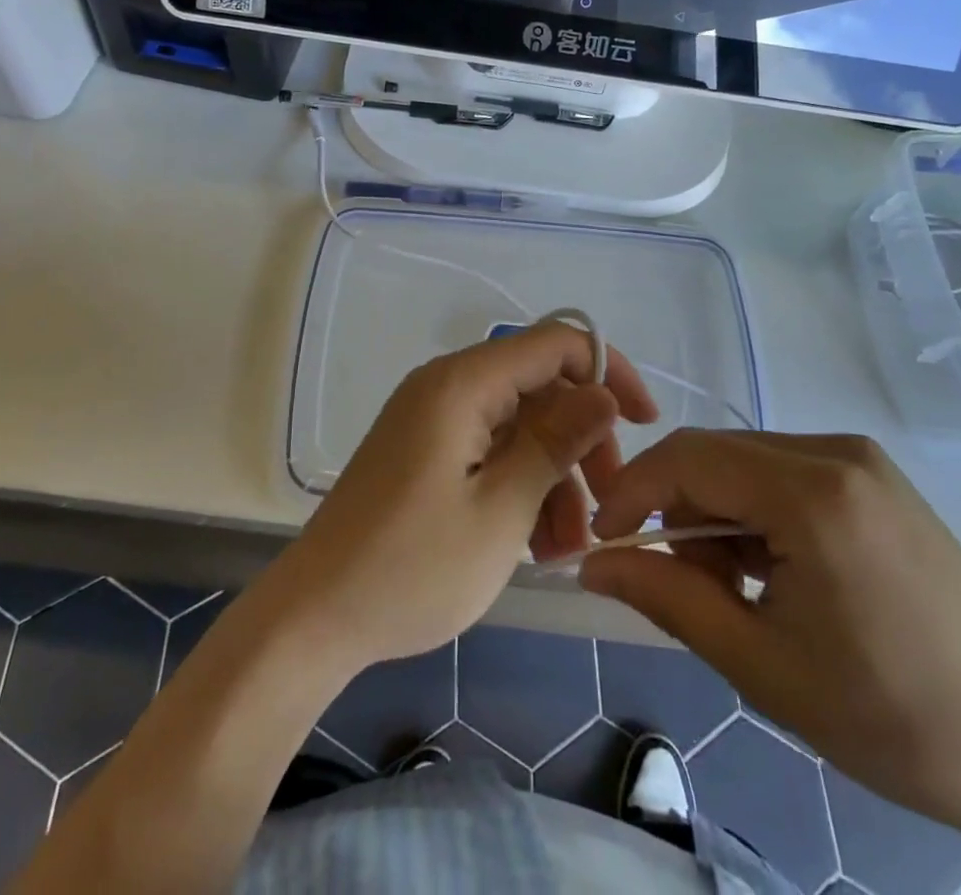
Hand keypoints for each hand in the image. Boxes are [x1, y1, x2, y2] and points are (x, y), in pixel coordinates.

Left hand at [263, 321, 658, 673]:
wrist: (315, 617)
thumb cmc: (412, 567)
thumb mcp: (501, 511)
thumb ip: (556, 443)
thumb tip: (604, 392)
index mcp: (463, 383)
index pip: (555, 343)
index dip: (609, 371)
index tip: (645, 423)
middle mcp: (447, 386)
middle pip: (540, 388)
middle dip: (583, 441)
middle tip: (610, 504)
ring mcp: (433, 419)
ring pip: (519, 426)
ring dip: (555, 476)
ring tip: (571, 547)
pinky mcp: (425, 451)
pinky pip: (490, 450)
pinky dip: (521, 486)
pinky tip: (538, 545)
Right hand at [580, 433, 960, 855]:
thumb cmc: (893, 718)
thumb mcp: (763, 666)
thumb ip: (668, 600)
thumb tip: (594, 564)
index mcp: (814, 493)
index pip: (689, 458)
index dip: (632, 492)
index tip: (603, 543)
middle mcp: (837, 452)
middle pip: (716, 456)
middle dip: (676, 511)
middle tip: (676, 585)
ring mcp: (861, 459)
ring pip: (746, 463)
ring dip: (716, 515)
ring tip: (734, 590)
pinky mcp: (875, 477)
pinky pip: (783, 473)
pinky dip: (755, 513)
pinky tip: (774, 571)